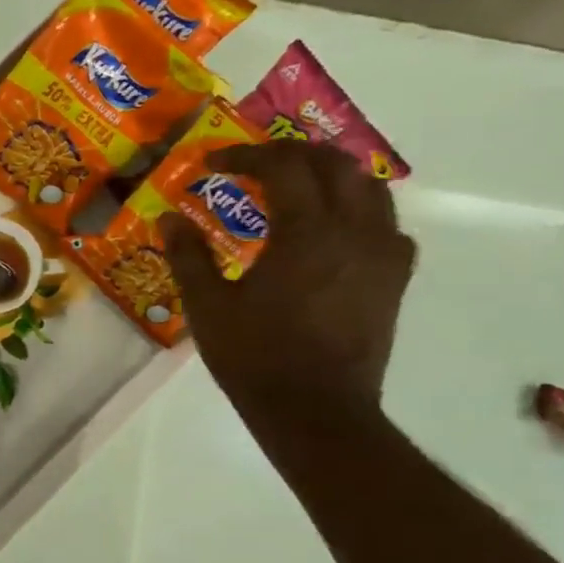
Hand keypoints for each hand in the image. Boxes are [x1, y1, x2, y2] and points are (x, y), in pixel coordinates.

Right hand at [158, 141, 416, 421]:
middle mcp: (355, 231)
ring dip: (329, 175)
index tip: (212, 163)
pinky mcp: (394, 278)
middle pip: (334, 164)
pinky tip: (331, 229)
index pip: (283, 166)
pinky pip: (386, 224)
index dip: (245, 155)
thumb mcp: (206, 304)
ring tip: (293, 185)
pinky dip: (356, 209)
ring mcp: (383, 254)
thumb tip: (169, 218)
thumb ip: (188, 254)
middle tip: (253, 163)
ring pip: (370, 188)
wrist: (315, 408)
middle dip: (291, 154)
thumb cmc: (253, 355)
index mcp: (307, 232)